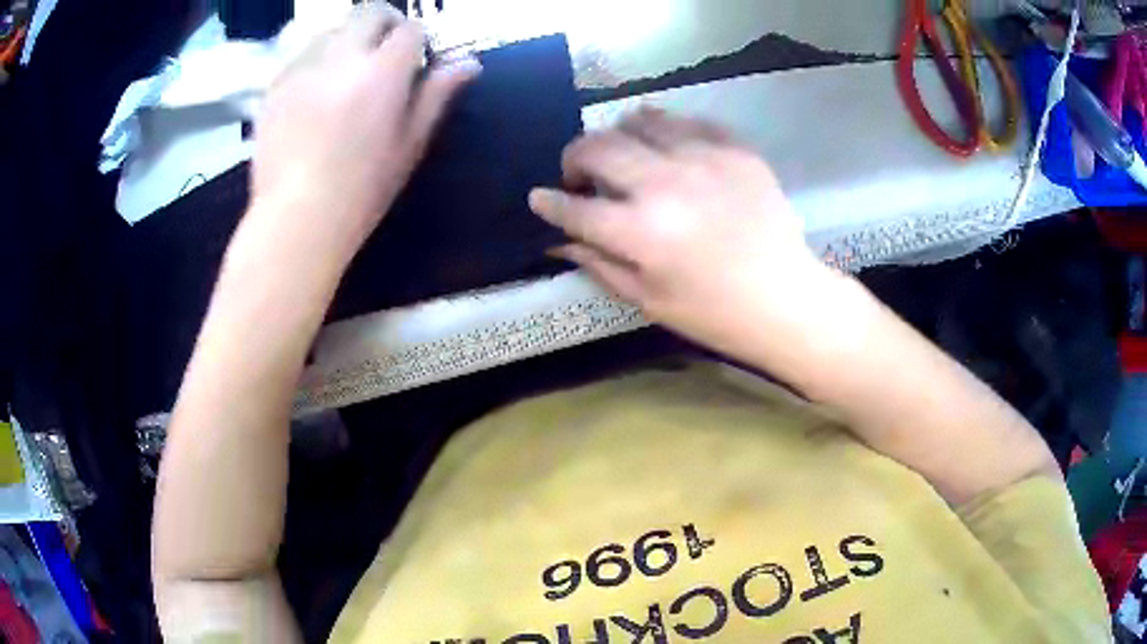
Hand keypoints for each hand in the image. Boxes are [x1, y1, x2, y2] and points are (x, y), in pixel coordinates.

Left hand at [250, 3, 480, 260]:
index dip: (418, 41)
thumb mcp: (409, 145)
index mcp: (381, 74)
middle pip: (369, 12)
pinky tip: (316, 93)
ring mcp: (302, 68)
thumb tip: (469, 62)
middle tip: (385, 53)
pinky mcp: (275, 85)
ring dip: (349, 40)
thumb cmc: (361, 190)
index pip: (411, 29)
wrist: (295, 220)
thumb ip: (436, 95)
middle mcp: (341, 58)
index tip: (416, 62)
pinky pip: (302, 54)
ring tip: (348, 74)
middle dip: (385, 24)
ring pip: (333, 28)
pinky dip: (317, 61)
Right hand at [529, 108, 837, 356]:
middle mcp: (666, 183)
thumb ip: (598, 263)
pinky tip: (671, 152)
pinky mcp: (735, 148)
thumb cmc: (713, 313)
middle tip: (582, 176)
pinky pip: (687, 120)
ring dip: (620, 137)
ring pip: (639, 119)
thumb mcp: (648, 299)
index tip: (540, 197)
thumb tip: (557, 239)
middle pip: (597, 147)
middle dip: (574, 158)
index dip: (549, 202)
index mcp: (640, 232)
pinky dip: (667, 132)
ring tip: (628, 158)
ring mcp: (704, 158)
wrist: (785, 298)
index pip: (574, 206)